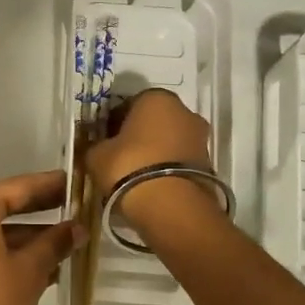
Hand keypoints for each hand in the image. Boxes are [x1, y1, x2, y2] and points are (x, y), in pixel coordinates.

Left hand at [0, 170, 80, 304]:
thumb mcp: (29, 272)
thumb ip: (54, 244)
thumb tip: (77, 228)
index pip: (17, 187)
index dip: (49, 185)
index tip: (75, 181)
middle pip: (3, 206)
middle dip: (40, 210)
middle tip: (75, 206)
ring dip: (28, 236)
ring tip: (67, 242)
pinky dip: (10, 253)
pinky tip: (44, 267)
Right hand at [84, 88, 213, 196]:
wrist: (171, 206)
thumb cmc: (128, 167)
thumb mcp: (97, 156)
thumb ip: (96, 146)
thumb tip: (98, 148)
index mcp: (156, 98)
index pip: (129, 105)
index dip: (114, 123)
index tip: (105, 141)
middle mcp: (184, 111)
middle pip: (154, 121)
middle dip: (138, 136)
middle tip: (120, 158)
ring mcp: (200, 138)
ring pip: (170, 141)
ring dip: (155, 153)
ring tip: (136, 177)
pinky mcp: (209, 164)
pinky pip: (180, 161)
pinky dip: (168, 169)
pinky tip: (153, 187)